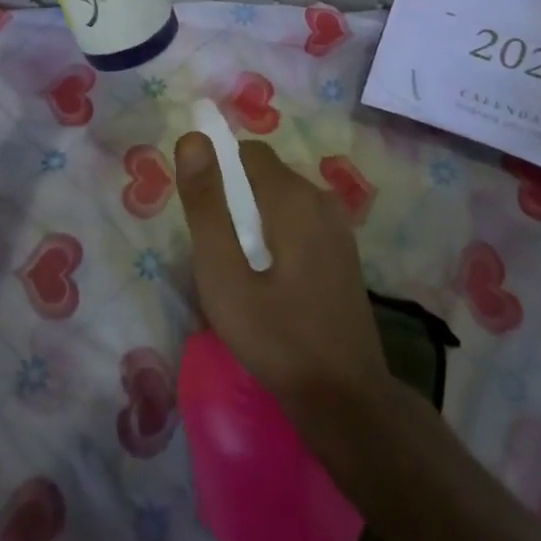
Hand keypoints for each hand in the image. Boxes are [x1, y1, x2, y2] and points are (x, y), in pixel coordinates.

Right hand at [174, 133, 391, 424]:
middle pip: (264, 175)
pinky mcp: (344, 250)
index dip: (220, 177)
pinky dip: (279, 236)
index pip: (246, 152)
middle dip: (236, 201)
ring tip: (244, 274)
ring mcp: (338, 225)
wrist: (347, 402)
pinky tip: (273, 284)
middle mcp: (320, 197)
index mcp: (293, 195)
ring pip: (281, 198)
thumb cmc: (277, 338)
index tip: (208, 222)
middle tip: (222, 257)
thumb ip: (206, 204)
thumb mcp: (224, 275)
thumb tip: (192, 138)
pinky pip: (300, 221)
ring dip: (257, 221)